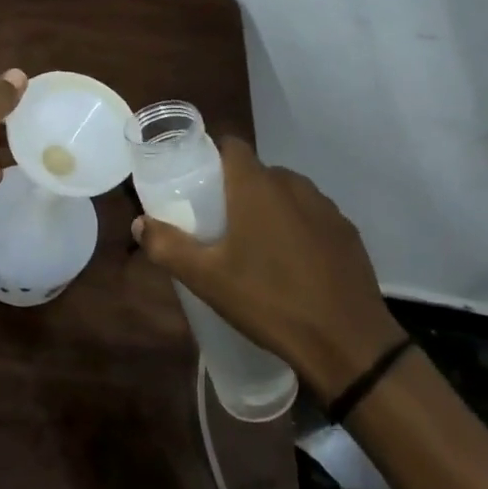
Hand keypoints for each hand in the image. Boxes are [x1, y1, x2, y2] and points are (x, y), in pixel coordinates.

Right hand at [133, 138, 401, 399]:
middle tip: (218, 221)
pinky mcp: (347, 232)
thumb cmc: (268, 300)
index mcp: (256, 186)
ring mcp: (326, 207)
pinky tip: (291, 263)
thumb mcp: (206, 278)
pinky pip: (312, 216)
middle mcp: (293, 184)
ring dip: (269, 207)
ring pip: (287, 193)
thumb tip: (140, 223)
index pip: (231, 145)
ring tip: (254, 244)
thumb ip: (167, 246)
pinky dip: (297, 227)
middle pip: (257, 171)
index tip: (196, 181)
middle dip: (236, 188)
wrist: (347, 343)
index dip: (211, 155)